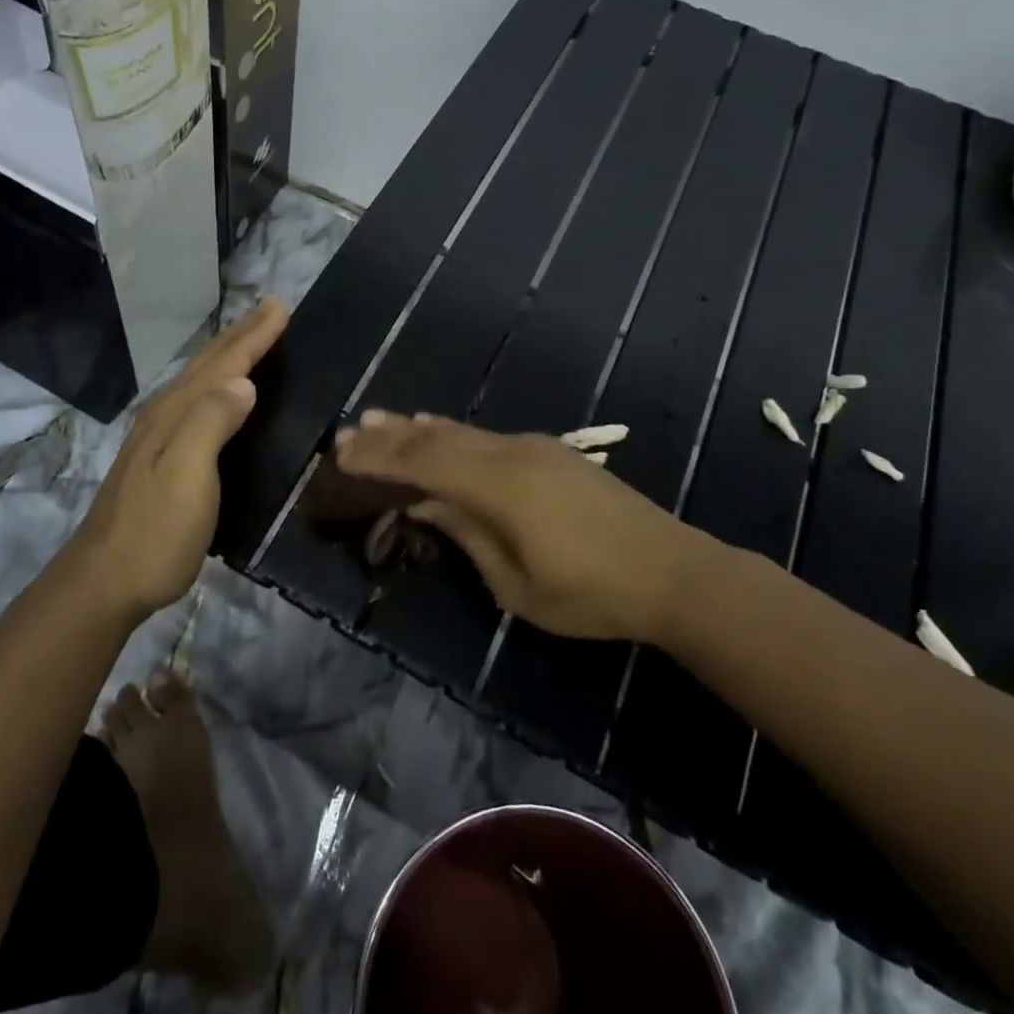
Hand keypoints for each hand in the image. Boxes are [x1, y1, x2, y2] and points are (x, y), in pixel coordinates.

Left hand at [64, 297, 288, 619]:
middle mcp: (164, 415)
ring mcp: (156, 438)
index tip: (281, 309)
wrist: (104, 582)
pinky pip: (194, 403)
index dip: (253, 337)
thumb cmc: (155, 532)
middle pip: (207, 365)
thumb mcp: (188, 476)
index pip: (222, 365)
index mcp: (175, 414)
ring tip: (250, 339)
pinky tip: (218, 395)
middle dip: (241, 335)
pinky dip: (214, 385)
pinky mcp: (157, 459)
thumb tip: (243, 383)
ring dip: (227, 355)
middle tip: (270, 309)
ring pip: (198, 381)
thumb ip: (211, 424)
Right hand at [332, 412, 721, 641]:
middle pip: (436, 438)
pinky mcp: (549, 452)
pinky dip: (450, 433)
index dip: (379, 457)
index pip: (423, 462)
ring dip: (416, 427)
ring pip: (461, 431)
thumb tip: (425, 503)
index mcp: (498, 487)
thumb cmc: (591, 593)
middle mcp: (510, 454)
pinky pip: (484, 436)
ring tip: (378, 419)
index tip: (341, 454)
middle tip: (347, 432)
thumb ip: (467, 535)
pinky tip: (437, 429)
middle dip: (389, 436)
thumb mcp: (517, 585)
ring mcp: (533, 448)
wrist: (672, 571)